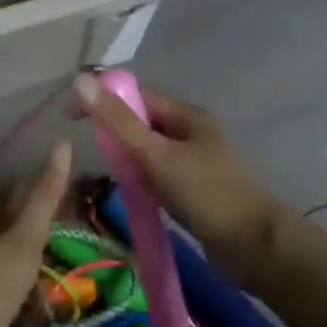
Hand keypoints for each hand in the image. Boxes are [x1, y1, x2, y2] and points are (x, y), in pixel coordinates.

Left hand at [0, 141, 72, 326]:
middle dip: (36, 219)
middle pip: (11, 210)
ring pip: (0, 235)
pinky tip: (14, 281)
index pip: (26, 185)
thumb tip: (62, 141)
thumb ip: (44, 195)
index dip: (50, 192)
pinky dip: (7, 265)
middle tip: (63, 237)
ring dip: (21, 245)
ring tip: (43, 264)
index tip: (73, 207)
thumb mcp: (25, 241)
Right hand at [73, 74, 283, 272]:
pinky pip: (158, 173)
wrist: (255, 247)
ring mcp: (194, 160)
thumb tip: (81, 79)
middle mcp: (190, 131)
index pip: (134, 94)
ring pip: (148, 150)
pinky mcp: (195, 187)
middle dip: (115, 133)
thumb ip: (118, 121)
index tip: (70, 119)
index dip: (102, 100)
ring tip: (114, 177)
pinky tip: (135, 194)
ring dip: (128, 159)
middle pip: (140, 121)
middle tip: (96, 154)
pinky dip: (142, 179)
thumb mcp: (156, 155)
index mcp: (184, 114)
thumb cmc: (205, 194)